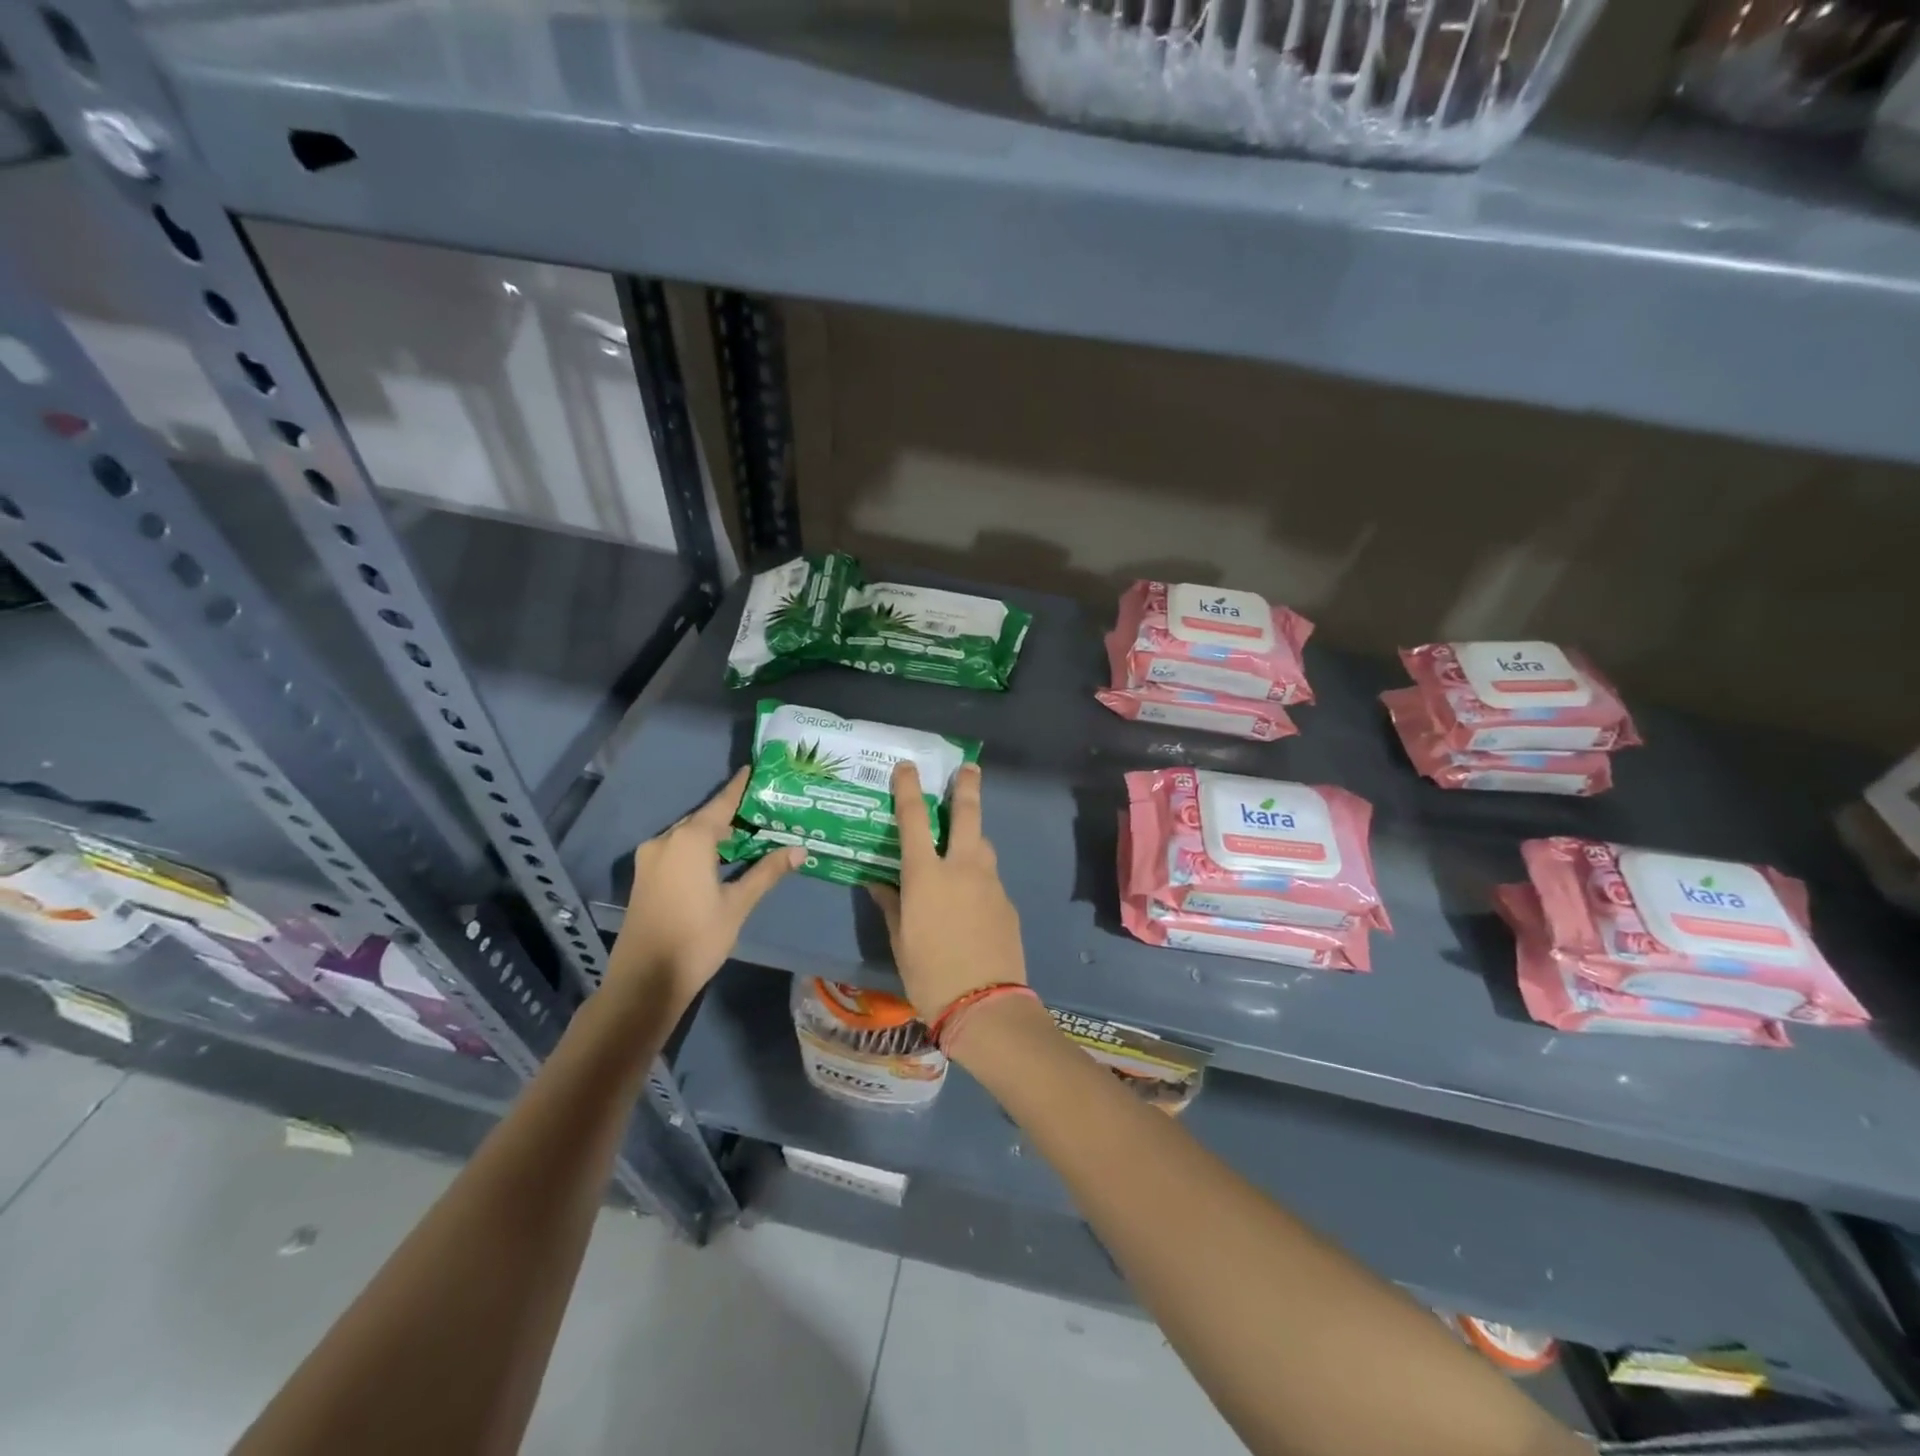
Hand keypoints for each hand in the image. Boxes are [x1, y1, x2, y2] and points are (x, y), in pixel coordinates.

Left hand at [608, 767, 801, 1008]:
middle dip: (731, 814)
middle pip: (703, 819)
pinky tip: (719, 859)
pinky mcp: (644, 877)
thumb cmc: (697, 938)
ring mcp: (650, 859)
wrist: (645, 981)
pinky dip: (699, 848)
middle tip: (762, 810)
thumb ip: (766, 872)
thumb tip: (799, 850)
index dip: (739, 787)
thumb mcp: (738, 904)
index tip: (753, 769)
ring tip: (747, 834)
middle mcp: (666, 840)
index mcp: (689, 840)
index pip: (721, 804)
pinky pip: (676, 850)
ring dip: (714, 834)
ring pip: (688, 836)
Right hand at [868, 761, 1025, 1024]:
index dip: (909, 788)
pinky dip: (979, 874)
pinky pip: (990, 876)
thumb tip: (880, 884)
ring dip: (973, 835)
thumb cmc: (929, 974)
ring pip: (984, 844)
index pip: (913, 819)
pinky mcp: (1007, 901)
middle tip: (969, 767)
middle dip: (967, 786)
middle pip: (968, 814)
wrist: (986, 1005)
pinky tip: (971, 896)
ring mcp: (990, 882)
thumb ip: (891, 905)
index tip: (908, 766)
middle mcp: (962, 867)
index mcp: (926, 875)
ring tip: (963, 842)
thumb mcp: (900, 940)